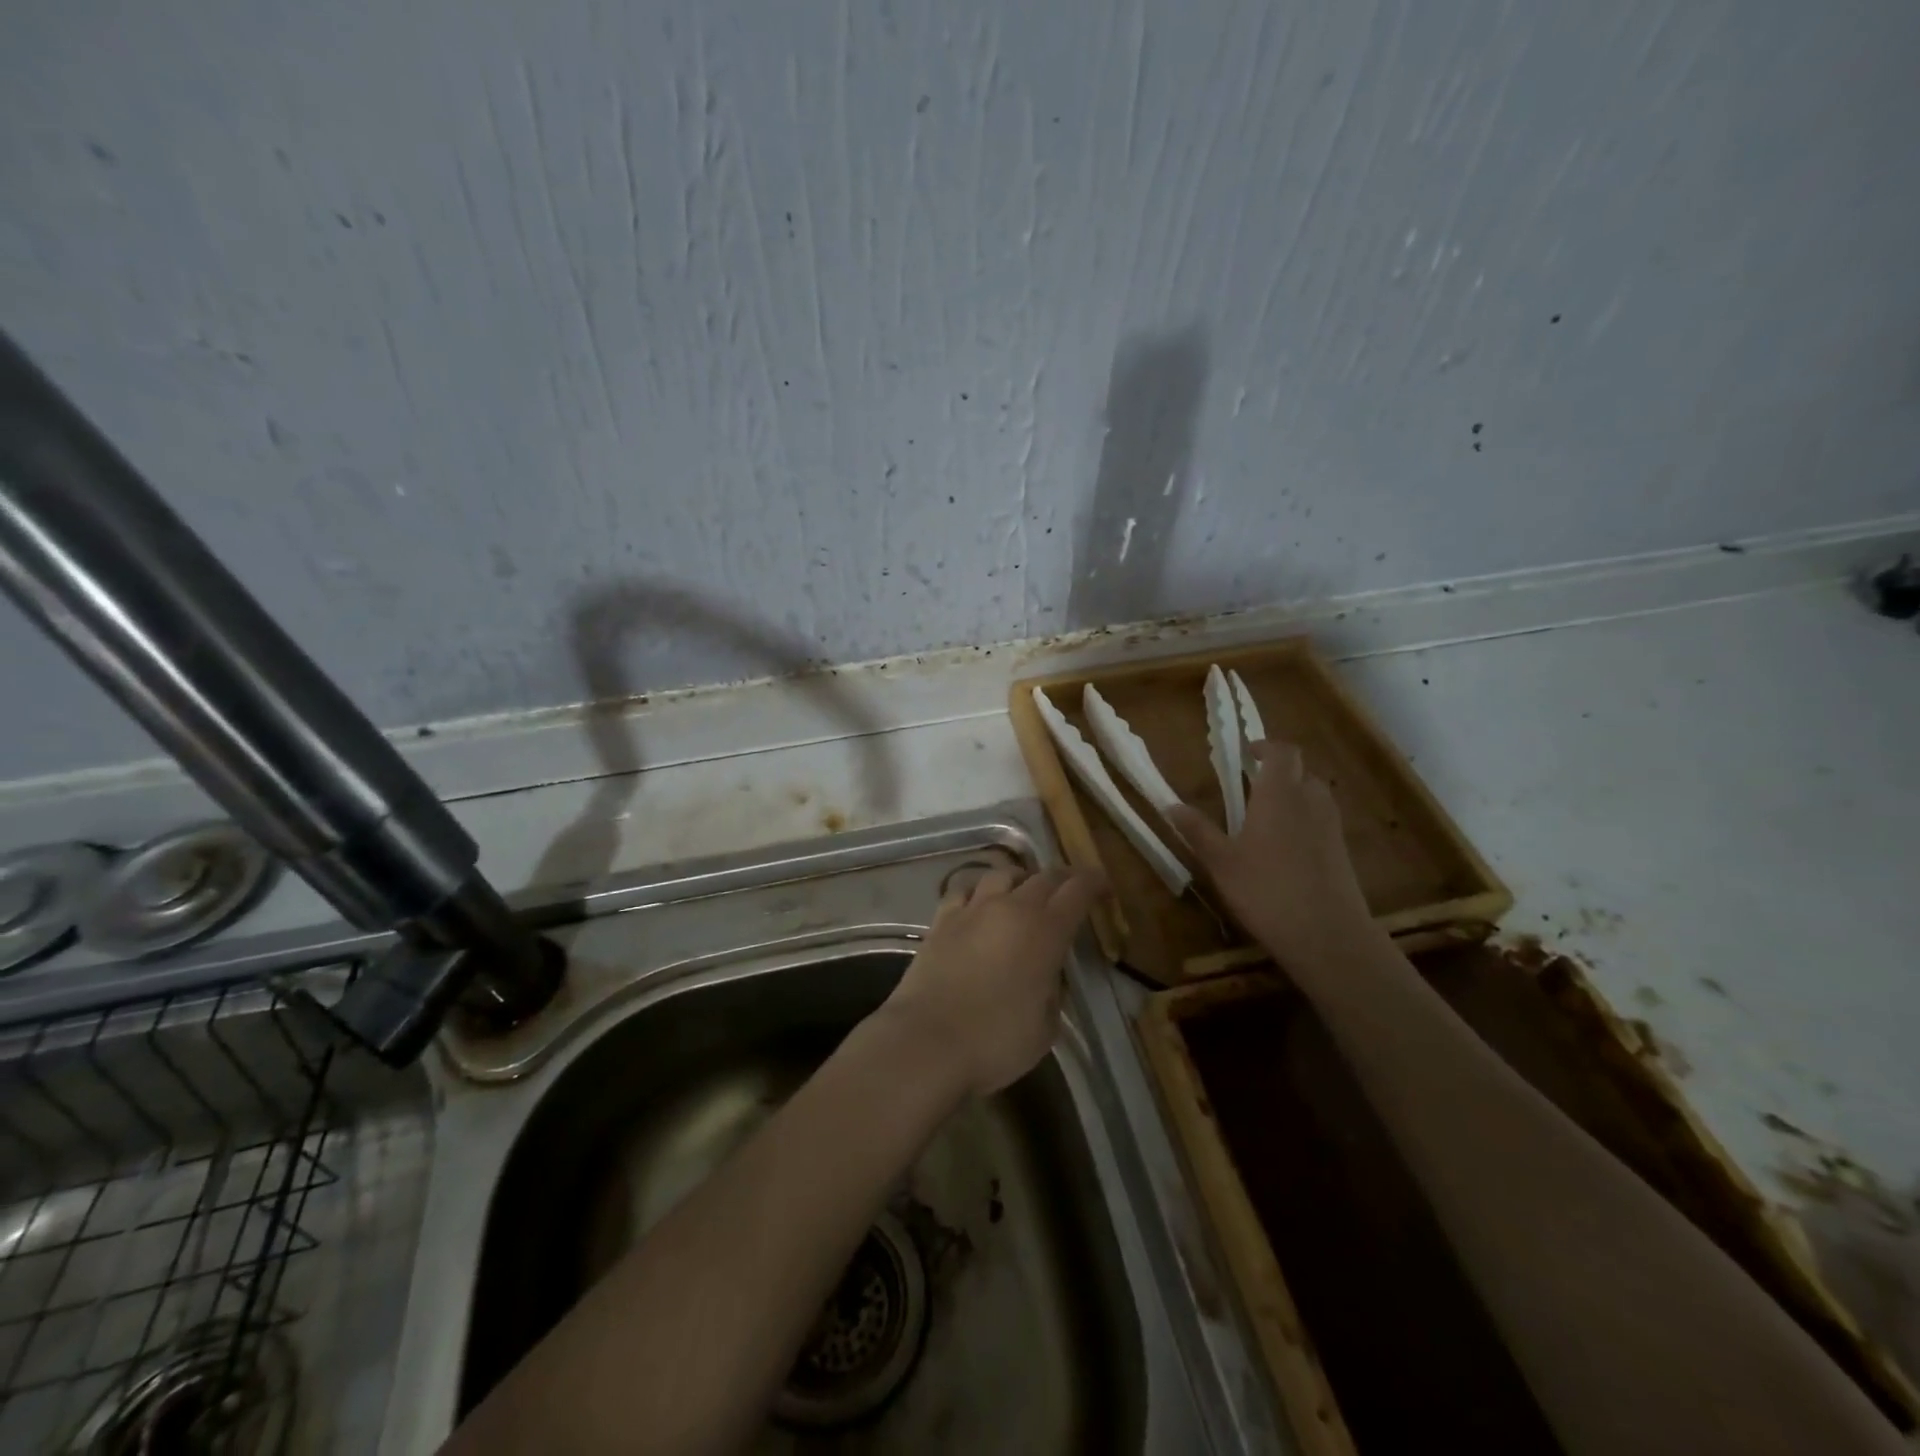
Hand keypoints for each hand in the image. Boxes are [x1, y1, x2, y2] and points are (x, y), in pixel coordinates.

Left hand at [880, 865, 1105, 1097]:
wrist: (927, 1042)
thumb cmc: (995, 1042)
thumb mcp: (1045, 1027)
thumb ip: (1053, 991)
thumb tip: (1048, 975)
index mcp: (1045, 932)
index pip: (1077, 891)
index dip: (1094, 883)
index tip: (1104, 886)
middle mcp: (1011, 908)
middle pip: (1043, 876)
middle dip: (1063, 879)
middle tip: (1071, 890)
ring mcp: (972, 909)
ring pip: (1002, 874)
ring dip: (1020, 879)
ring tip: (1024, 893)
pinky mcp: (941, 919)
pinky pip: (964, 889)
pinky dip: (979, 891)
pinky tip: (979, 904)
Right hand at [1167, 739, 1375, 969]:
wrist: (1327, 935)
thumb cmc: (1266, 890)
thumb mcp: (1220, 862)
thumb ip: (1197, 830)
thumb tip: (1170, 805)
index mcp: (1279, 794)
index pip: (1282, 751)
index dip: (1265, 747)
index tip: (1246, 754)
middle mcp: (1310, 801)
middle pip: (1300, 771)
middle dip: (1277, 772)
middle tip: (1250, 788)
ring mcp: (1331, 826)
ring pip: (1314, 795)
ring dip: (1292, 796)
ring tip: (1265, 817)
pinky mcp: (1342, 851)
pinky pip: (1322, 820)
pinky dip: (1304, 822)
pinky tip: (1284, 850)